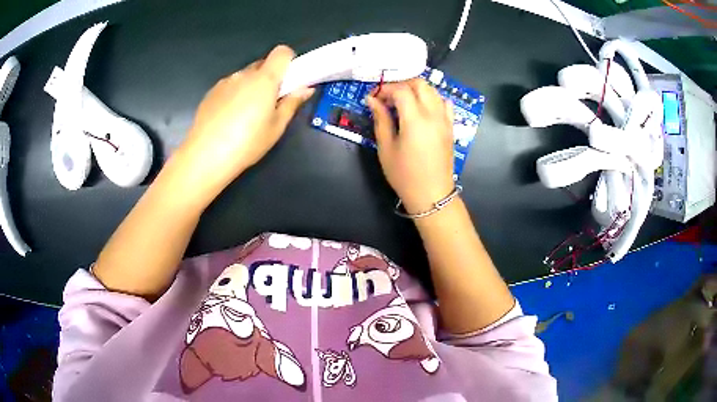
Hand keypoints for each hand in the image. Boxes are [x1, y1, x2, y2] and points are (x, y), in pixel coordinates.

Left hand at [178, 45, 313, 200]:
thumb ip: (291, 103)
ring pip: (245, 77)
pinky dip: (234, 95)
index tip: (290, 80)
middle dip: (270, 78)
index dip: (289, 61)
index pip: (281, 52)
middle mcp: (244, 74)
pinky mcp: (211, 92)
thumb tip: (306, 88)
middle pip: (263, 64)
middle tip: (269, 104)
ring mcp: (225, 82)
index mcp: (264, 79)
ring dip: (251, 87)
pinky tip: (229, 119)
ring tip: (245, 116)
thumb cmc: (246, 143)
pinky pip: (229, 86)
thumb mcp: (276, 127)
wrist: (205, 156)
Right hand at [366, 79, 454, 214]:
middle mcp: (434, 114)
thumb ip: (381, 120)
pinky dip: (432, 99)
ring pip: (433, 91)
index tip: (374, 98)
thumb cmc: (405, 175)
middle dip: (402, 85)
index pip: (401, 90)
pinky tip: (422, 109)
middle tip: (388, 97)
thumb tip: (372, 100)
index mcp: (416, 119)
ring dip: (417, 90)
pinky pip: (445, 103)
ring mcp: (445, 120)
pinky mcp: (450, 127)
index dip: (385, 89)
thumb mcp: (386, 148)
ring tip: (403, 103)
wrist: (432, 195)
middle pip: (420, 84)